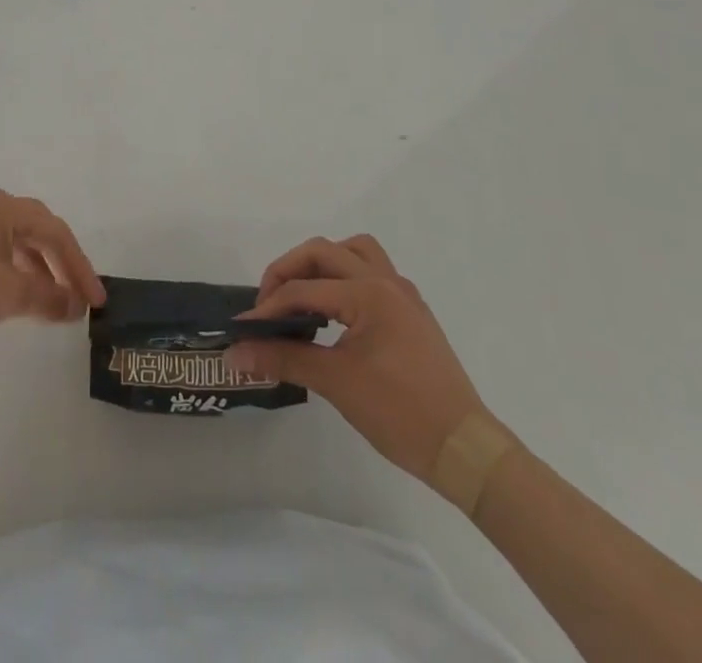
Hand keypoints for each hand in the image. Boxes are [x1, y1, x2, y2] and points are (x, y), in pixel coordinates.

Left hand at [0, 187, 105, 344]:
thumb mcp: (7, 294)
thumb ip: (47, 298)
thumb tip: (75, 305)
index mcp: (2, 207)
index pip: (55, 232)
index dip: (80, 266)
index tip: (96, 300)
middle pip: (36, 232)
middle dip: (61, 265)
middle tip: (78, 298)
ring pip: (13, 243)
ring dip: (36, 271)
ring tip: (49, 303)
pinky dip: (11, 274)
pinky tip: (11, 298)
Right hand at [230, 234, 487, 482]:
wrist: (466, 450)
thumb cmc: (401, 413)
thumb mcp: (337, 384)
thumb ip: (284, 359)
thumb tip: (236, 352)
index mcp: (369, 293)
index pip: (304, 289)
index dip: (268, 308)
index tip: (243, 329)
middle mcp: (386, 282)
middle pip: (325, 251)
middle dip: (289, 271)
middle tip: (268, 305)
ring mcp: (403, 295)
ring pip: (354, 252)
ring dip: (322, 264)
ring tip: (302, 296)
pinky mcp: (411, 313)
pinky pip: (371, 274)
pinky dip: (345, 280)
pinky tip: (334, 314)